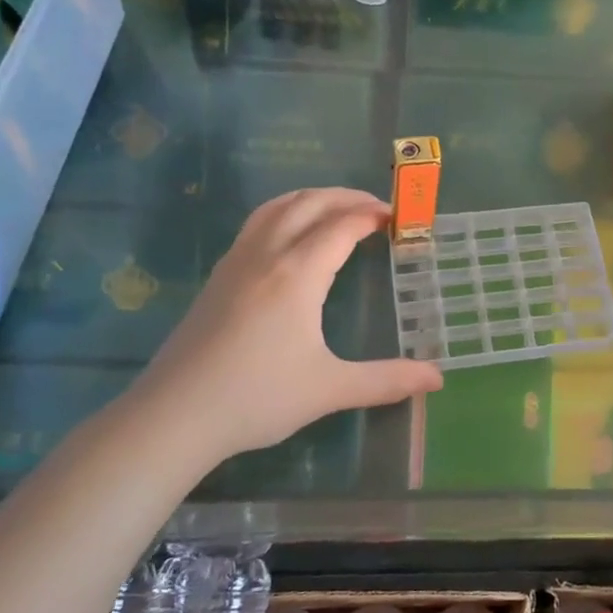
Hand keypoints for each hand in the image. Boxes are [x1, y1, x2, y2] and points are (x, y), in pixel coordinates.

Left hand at [127, 188, 441, 463]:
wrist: (174, 415)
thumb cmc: (257, 398)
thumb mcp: (330, 389)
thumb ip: (387, 379)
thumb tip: (437, 378)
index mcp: (297, 274)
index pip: (341, 226)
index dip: (372, 215)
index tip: (398, 218)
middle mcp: (266, 255)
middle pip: (309, 203)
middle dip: (346, 197)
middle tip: (376, 207)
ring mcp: (236, 262)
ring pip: (277, 207)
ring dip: (312, 198)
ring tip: (337, 207)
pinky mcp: (218, 277)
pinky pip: (256, 224)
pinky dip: (284, 212)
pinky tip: (290, 236)